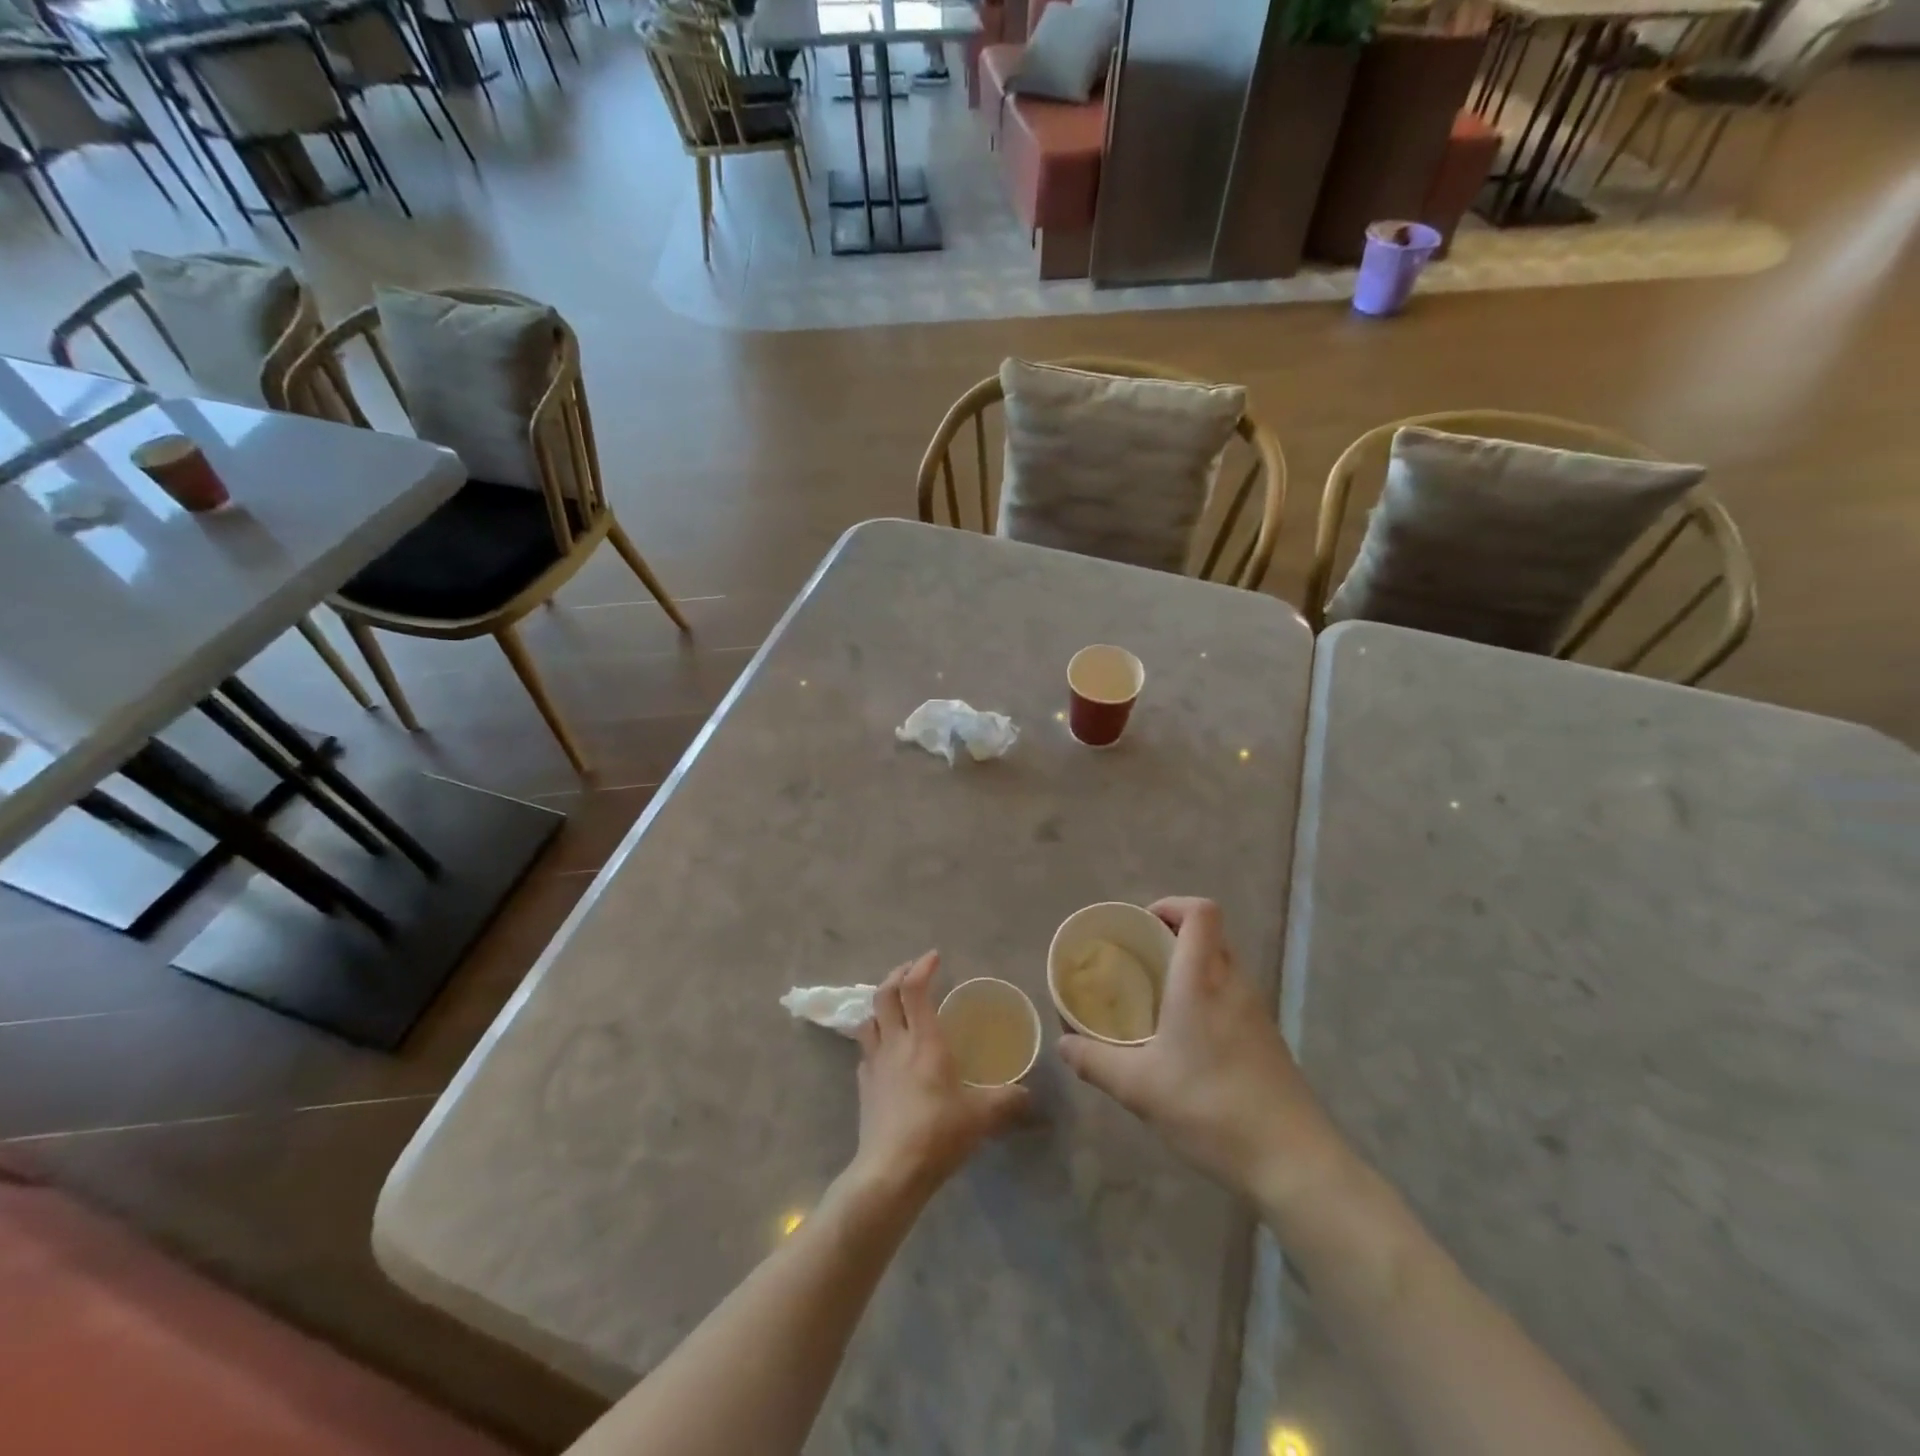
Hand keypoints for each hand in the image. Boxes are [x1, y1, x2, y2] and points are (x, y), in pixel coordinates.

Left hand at [851, 952, 1028, 1199]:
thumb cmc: (938, 1133)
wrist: (890, 1173)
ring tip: (894, 1005)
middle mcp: (895, 1044)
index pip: (914, 989)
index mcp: (924, 1041)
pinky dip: (875, 1040)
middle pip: (884, 995)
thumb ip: (1009, 1102)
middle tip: (912, 971)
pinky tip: (886, 1052)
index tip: (934, 957)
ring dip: (879, 1004)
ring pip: (868, 1019)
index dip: (922, 967)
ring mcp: (874, 1064)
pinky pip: (865, 1051)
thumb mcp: (982, 1117)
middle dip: (896, 975)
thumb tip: (1032, 1097)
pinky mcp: (863, 1087)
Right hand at [1058, 898, 1351, 1215]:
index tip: (1142, 924)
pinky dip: (1210, 997)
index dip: (1172, 905)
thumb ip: (1095, 1061)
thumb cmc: (1210, 1108)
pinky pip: (1234, 997)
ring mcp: (1257, 1012)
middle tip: (1141, 959)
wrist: (1293, 1162)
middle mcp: (1234, 985)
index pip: (1201, 912)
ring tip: (1158, 997)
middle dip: (1176, 935)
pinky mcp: (1269, 1040)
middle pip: (1212, 934)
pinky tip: (1188, 1038)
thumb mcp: (1139, 1088)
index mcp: (1202, 981)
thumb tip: (1063, 1044)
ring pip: (1224, 966)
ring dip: (1193, 967)